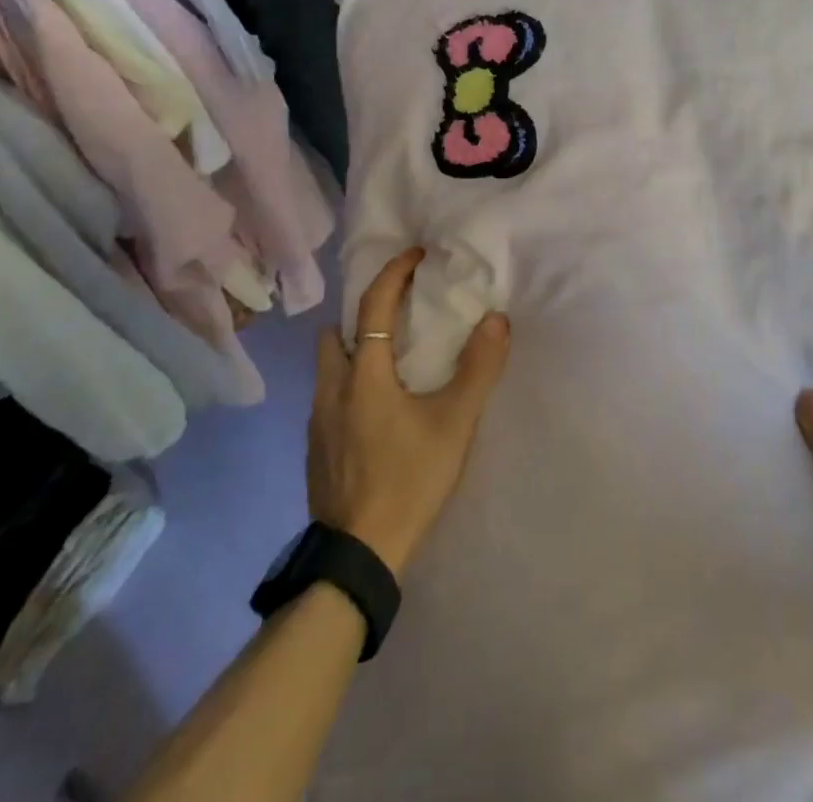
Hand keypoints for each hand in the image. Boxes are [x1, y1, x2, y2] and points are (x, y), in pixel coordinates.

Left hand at [307, 248, 510, 576]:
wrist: (359, 556)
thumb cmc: (408, 479)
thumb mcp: (454, 423)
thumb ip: (479, 368)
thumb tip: (497, 319)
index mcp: (362, 373)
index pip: (373, 303)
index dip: (394, 272)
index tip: (416, 255)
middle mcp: (331, 388)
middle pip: (337, 332)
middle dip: (363, 314)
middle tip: (398, 315)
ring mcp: (317, 421)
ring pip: (328, 367)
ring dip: (353, 350)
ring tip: (389, 362)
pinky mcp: (315, 449)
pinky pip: (329, 397)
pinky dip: (349, 384)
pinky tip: (375, 410)